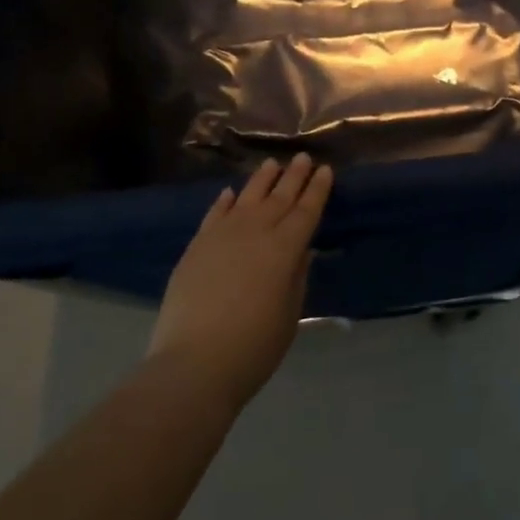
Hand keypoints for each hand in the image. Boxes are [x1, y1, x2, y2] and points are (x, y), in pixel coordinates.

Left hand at [147, 153, 333, 410]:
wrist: (194, 362)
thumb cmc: (254, 346)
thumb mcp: (290, 313)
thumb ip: (296, 277)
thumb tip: (301, 251)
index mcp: (286, 249)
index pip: (306, 210)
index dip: (317, 189)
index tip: (325, 169)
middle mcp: (256, 232)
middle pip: (279, 197)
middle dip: (294, 176)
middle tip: (303, 157)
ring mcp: (222, 236)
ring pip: (247, 197)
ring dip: (262, 179)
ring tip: (272, 164)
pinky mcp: (196, 246)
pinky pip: (215, 214)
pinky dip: (225, 201)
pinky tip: (231, 192)